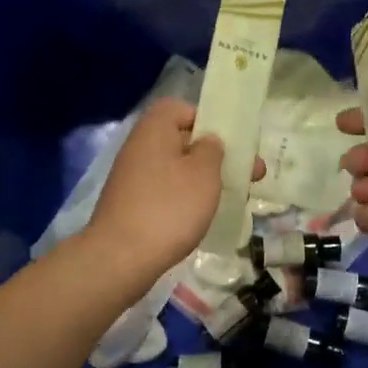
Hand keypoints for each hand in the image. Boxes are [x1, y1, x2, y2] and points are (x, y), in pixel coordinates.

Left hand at [87, 99, 263, 278]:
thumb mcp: (204, 172)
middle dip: (214, 156)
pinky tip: (200, 217)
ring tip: (229, 198)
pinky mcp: (130, 205)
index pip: (180, 109)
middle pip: (181, 141)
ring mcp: (131, 178)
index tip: (227, 142)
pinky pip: (164, 192)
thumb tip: (206, 142)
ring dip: (201, 180)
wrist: (120, 258)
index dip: (206, 120)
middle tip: (247, 174)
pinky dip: (183, 199)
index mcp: (154, 129)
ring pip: (174, 169)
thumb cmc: (169, 207)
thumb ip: (212, 149)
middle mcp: (139, 148)